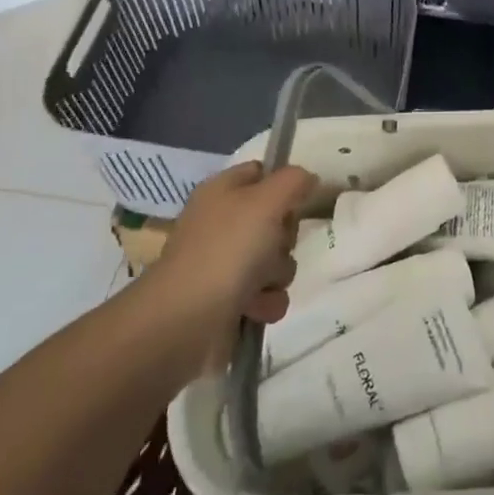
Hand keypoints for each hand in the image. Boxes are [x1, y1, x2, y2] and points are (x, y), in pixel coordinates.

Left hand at [147, 162, 316, 339]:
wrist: (185, 322)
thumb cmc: (227, 250)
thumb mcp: (266, 201)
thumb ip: (293, 180)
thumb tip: (309, 179)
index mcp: (222, 191)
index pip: (262, 172)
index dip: (284, 182)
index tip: (302, 197)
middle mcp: (222, 224)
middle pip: (276, 219)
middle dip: (285, 236)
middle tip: (275, 243)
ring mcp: (225, 263)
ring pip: (276, 258)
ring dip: (278, 272)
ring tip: (261, 283)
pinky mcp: (230, 300)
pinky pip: (268, 293)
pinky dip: (267, 301)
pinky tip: (256, 307)